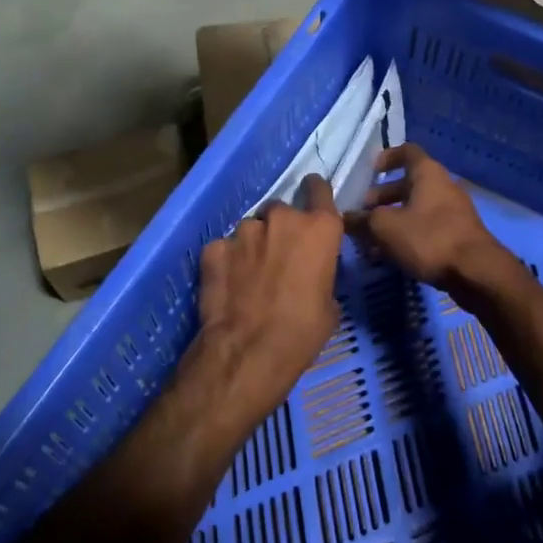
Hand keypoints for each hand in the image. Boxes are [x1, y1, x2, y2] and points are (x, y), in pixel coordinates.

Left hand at [195, 175, 343, 412]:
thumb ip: (321, 272)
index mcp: (319, 229)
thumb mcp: (329, 304)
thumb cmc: (302, 332)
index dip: (315, 193)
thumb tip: (310, 273)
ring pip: (251, 229)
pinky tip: (228, 285)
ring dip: (253, 245)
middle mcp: (281, 219)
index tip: (311, 200)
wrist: (247, 352)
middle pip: (281, 211)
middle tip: (279, 258)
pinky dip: (227, 261)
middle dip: (280, 229)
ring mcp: (244, 231)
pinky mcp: (213, 248)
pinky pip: (225, 248)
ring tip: (250, 277)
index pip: (319, 189)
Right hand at [351, 143, 504, 288]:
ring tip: (371, 239)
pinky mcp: (457, 234)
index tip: (370, 171)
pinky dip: (408, 233)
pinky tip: (392, 254)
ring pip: (416, 207)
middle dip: (383, 197)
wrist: (476, 271)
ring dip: (393, 218)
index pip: (406, 151)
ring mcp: (453, 210)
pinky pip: (426, 226)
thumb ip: (362, 220)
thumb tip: (345, 218)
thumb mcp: (385, 228)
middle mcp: (442, 185)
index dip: (386, 157)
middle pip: (408, 183)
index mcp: (427, 173)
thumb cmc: (428, 238)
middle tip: (362, 214)